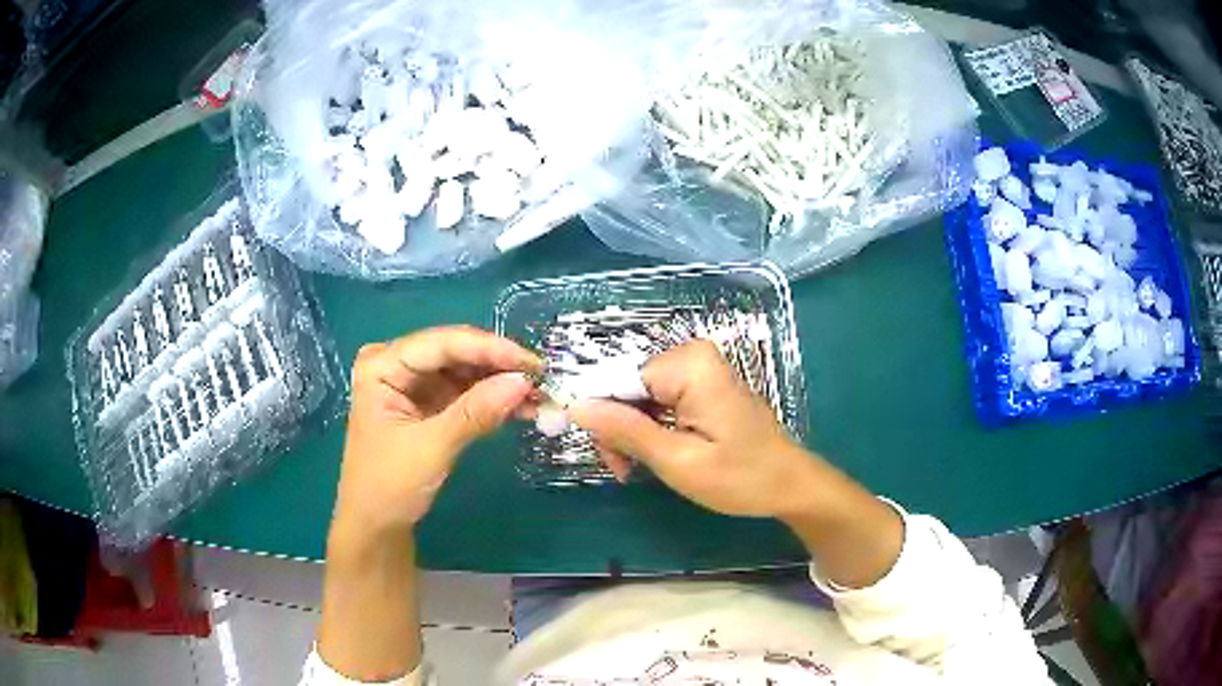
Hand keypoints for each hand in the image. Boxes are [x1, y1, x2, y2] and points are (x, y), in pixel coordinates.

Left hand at [333, 326, 539, 540]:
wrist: (376, 525)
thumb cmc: (389, 486)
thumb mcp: (432, 447)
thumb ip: (476, 412)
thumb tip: (524, 383)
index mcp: (383, 365)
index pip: (442, 344)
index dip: (489, 349)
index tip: (533, 363)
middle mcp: (396, 364)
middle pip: (455, 353)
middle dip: (497, 366)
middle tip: (541, 380)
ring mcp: (412, 384)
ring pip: (464, 371)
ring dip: (499, 382)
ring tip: (538, 396)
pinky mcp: (426, 403)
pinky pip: (464, 392)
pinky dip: (491, 399)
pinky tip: (520, 407)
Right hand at [569, 339, 819, 518]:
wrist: (788, 485)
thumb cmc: (741, 478)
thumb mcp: (678, 461)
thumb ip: (626, 431)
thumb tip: (575, 405)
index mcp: (689, 365)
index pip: (617, 381)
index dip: (602, 418)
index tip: (607, 459)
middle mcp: (692, 356)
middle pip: (627, 388)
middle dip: (619, 430)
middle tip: (626, 470)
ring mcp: (698, 370)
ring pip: (638, 397)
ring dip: (632, 434)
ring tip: (639, 468)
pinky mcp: (702, 385)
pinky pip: (657, 401)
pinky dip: (650, 429)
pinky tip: (656, 454)